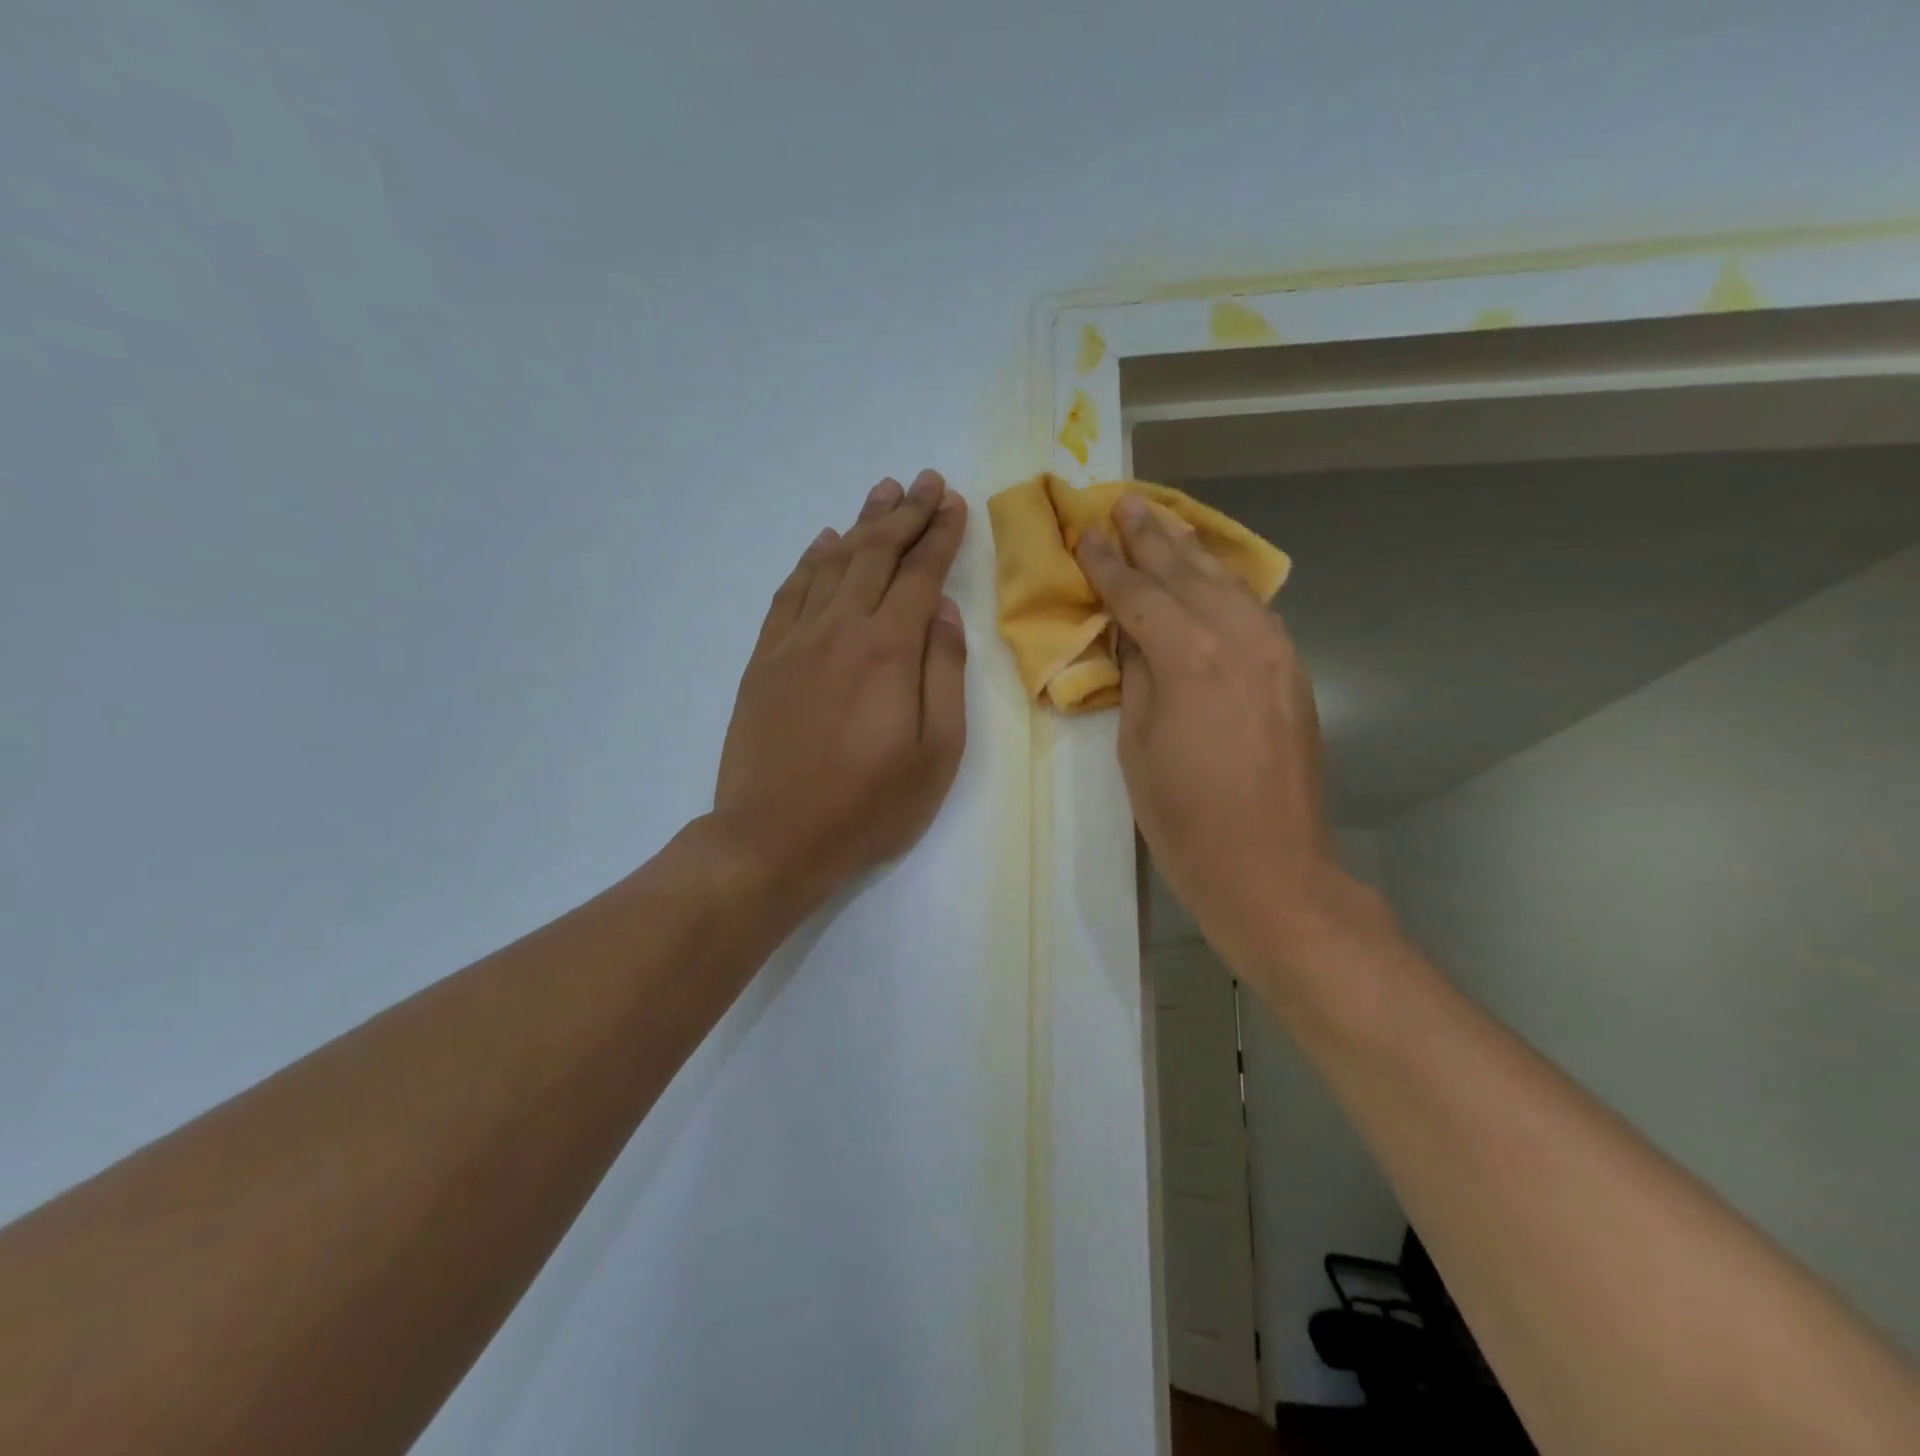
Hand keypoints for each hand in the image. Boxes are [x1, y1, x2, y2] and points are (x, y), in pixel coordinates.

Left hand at [713, 469, 968, 914]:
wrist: (772, 838)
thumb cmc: (868, 805)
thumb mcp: (936, 752)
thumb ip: (944, 672)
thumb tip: (943, 611)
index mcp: (888, 649)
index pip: (920, 574)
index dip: (940, 535)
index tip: (954, 502)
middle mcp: (840, 629)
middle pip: (876, 555)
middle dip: (905, 514)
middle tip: (926, 480)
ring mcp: (795, 641)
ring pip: (832, 564)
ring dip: (861, 525)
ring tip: (882, 493)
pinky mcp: (764, 660)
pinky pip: (789, 594)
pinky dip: (810, 562)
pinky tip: (824, 544)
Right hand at [1075, 495, 1353, 980]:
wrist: (1270, 868)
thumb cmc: (1184, 818)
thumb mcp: (1137, 744)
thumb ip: (1137, 675)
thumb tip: (1134, 634)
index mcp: (1190, 657)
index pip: (1139, 594)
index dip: (1107, 564)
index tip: (1085, 534)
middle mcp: (1239, 639)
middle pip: (1187, 574)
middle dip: (1152, 538)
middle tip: (1125, 503)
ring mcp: (1276, 653)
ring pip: (1229, 584)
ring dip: (1193, 551)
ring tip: (1165, 521)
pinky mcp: (1294, 672)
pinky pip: (1254, 610)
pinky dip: (1226, 584)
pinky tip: (1211, 574)